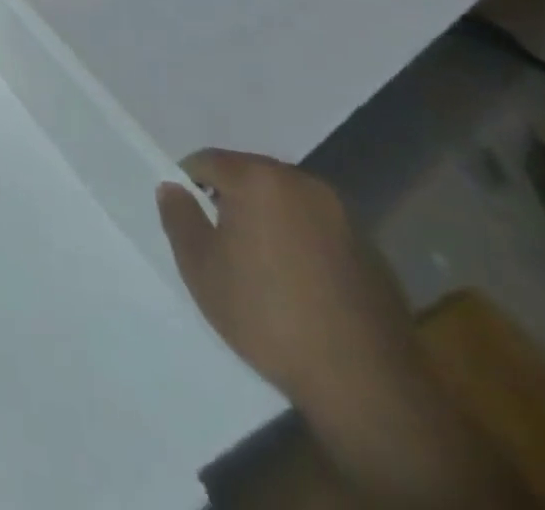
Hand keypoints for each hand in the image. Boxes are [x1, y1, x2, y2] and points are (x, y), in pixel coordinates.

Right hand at [156, 149, 419, 410]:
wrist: (366, 384)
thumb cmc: (267, 316)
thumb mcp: (200, 268)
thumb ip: (179, 217)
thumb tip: (172, 188)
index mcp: (258, 179)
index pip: (207, 160)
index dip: (189, 184)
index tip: (187, 219)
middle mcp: (302, 183)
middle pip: (250, 175)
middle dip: (231, 199)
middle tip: (220, 241)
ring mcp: (343, 215)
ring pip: (287, 201)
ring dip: (268, 219)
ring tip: (261, 265)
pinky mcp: (371, 249)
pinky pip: (319, 229)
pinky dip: (302, 242)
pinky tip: (301, 285)